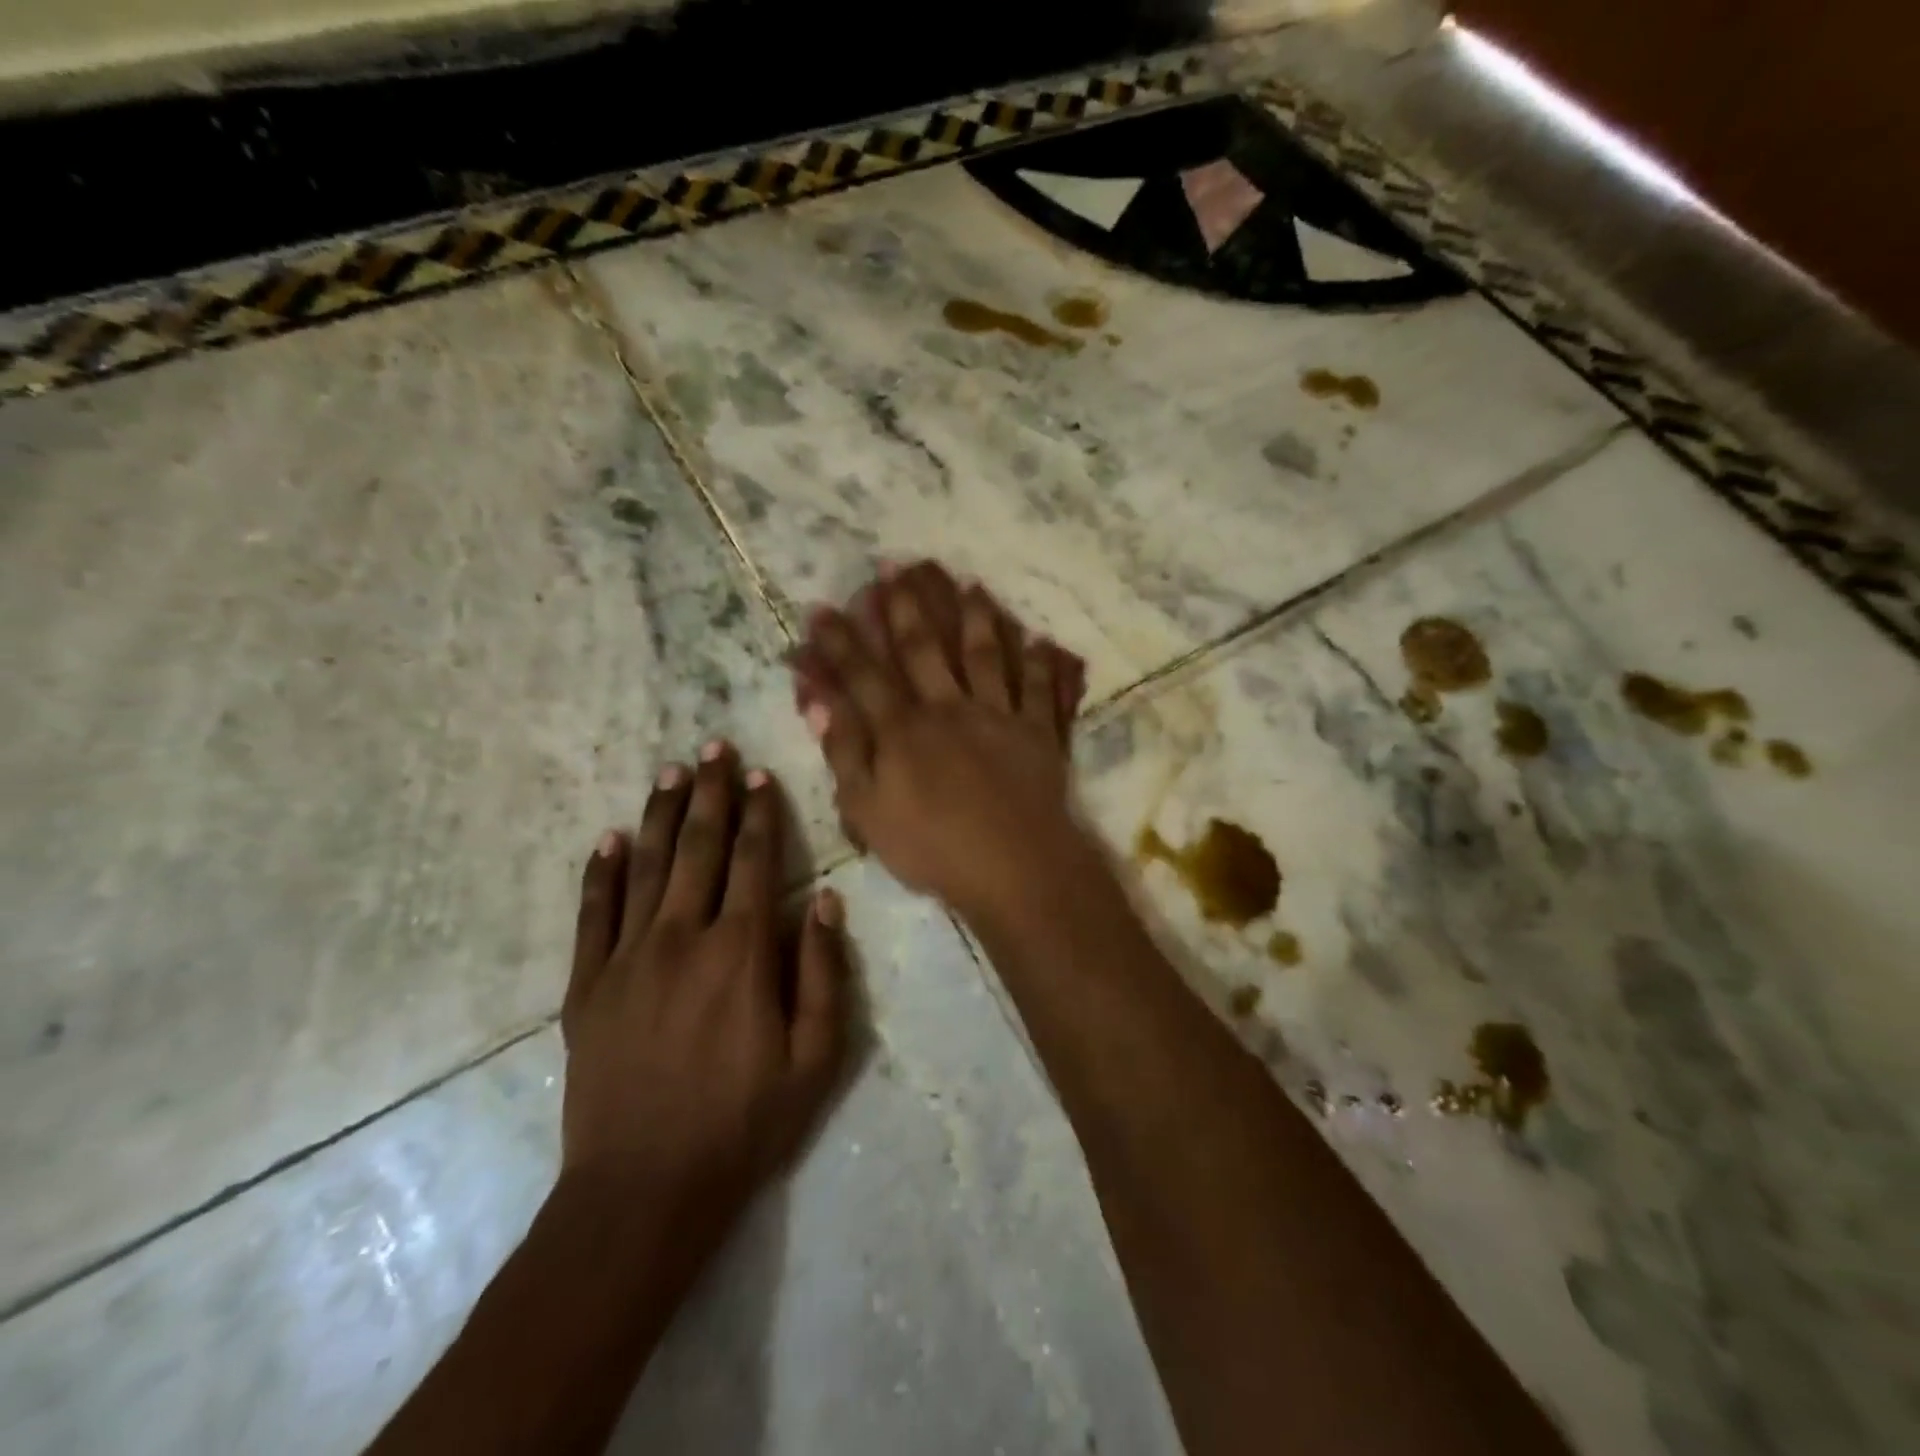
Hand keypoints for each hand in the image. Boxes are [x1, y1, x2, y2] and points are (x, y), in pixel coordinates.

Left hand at [559, 745, 847, 1242]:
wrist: (644, 1189)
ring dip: (659, 815)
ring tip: (670, 772)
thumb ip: (822, 973)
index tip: (761, 775)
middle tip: (712, 748)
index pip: (753, 861)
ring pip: (645, 867)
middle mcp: (683, 938)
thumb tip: (824, 902)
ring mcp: (626, 959)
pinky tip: (608, 838)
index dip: (760, 814)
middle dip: (709, 794)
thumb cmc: (744, 1122)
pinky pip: (593, 914)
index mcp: (741, 952)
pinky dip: (601, 872)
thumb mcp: (815, 1058)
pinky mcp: (586, 986)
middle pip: (698, 848)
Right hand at [789, 562, 1089, 918]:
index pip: (863, 675)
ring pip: (983, 655)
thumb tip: (817, 703)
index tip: (823, 607)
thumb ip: (843, 753)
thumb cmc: (933, 849)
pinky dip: (1040, 663)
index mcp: (903, 730)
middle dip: (905, 606)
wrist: (1014, 870)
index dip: (840, 641)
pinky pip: (1040, 690)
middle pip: (923, 649)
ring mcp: (998, 716)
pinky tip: (1039, 639)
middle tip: (894, 566)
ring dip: (974, 617)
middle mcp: (948, 709)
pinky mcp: (1038, 733)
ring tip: (966, 583)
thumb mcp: (868, 812)